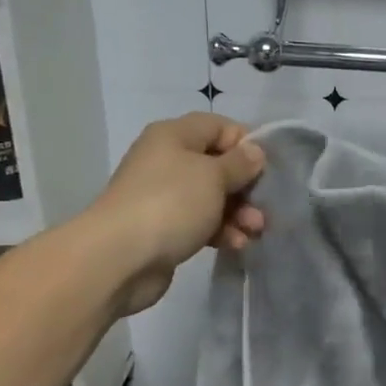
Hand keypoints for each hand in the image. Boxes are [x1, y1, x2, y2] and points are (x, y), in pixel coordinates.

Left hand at [94, 114, 266, 315]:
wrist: (118, 258)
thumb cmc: (171, 203)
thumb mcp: (213, 175)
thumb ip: (240, 163)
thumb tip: (254, 152)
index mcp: (174, 136)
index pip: (219, 127)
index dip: (246, 144)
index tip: (267, 168)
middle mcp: (166, 161)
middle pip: (217, 165)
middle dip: (245, 186)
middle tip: (264, 205)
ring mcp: (163, 196)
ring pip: (212, 197)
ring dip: (238, 212)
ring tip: (254, 230)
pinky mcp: (164, 229)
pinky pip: (201, 223)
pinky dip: (220, 231)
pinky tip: (236, 245)